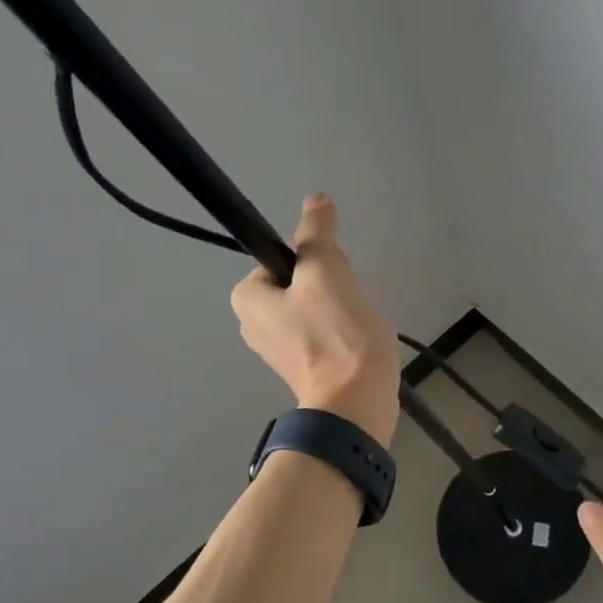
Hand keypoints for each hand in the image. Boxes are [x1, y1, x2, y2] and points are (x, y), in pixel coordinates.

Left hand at [230, 195, 399, 445]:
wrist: (355, 402)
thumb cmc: (335, 334)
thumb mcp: (326, 272)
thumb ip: (317, 233)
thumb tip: (315, 199)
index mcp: (247, 297)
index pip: (286, 255)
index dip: (317, 259)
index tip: (334, 280)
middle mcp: (251, 322)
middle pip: (300, 279)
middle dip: (331, 285)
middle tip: (346, 303)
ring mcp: (276, 347)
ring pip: (315, 304)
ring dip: (340, 307)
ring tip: (354, 324)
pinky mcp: (301, 365)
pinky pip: (322, 330)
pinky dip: (341, 330)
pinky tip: (355, 341)